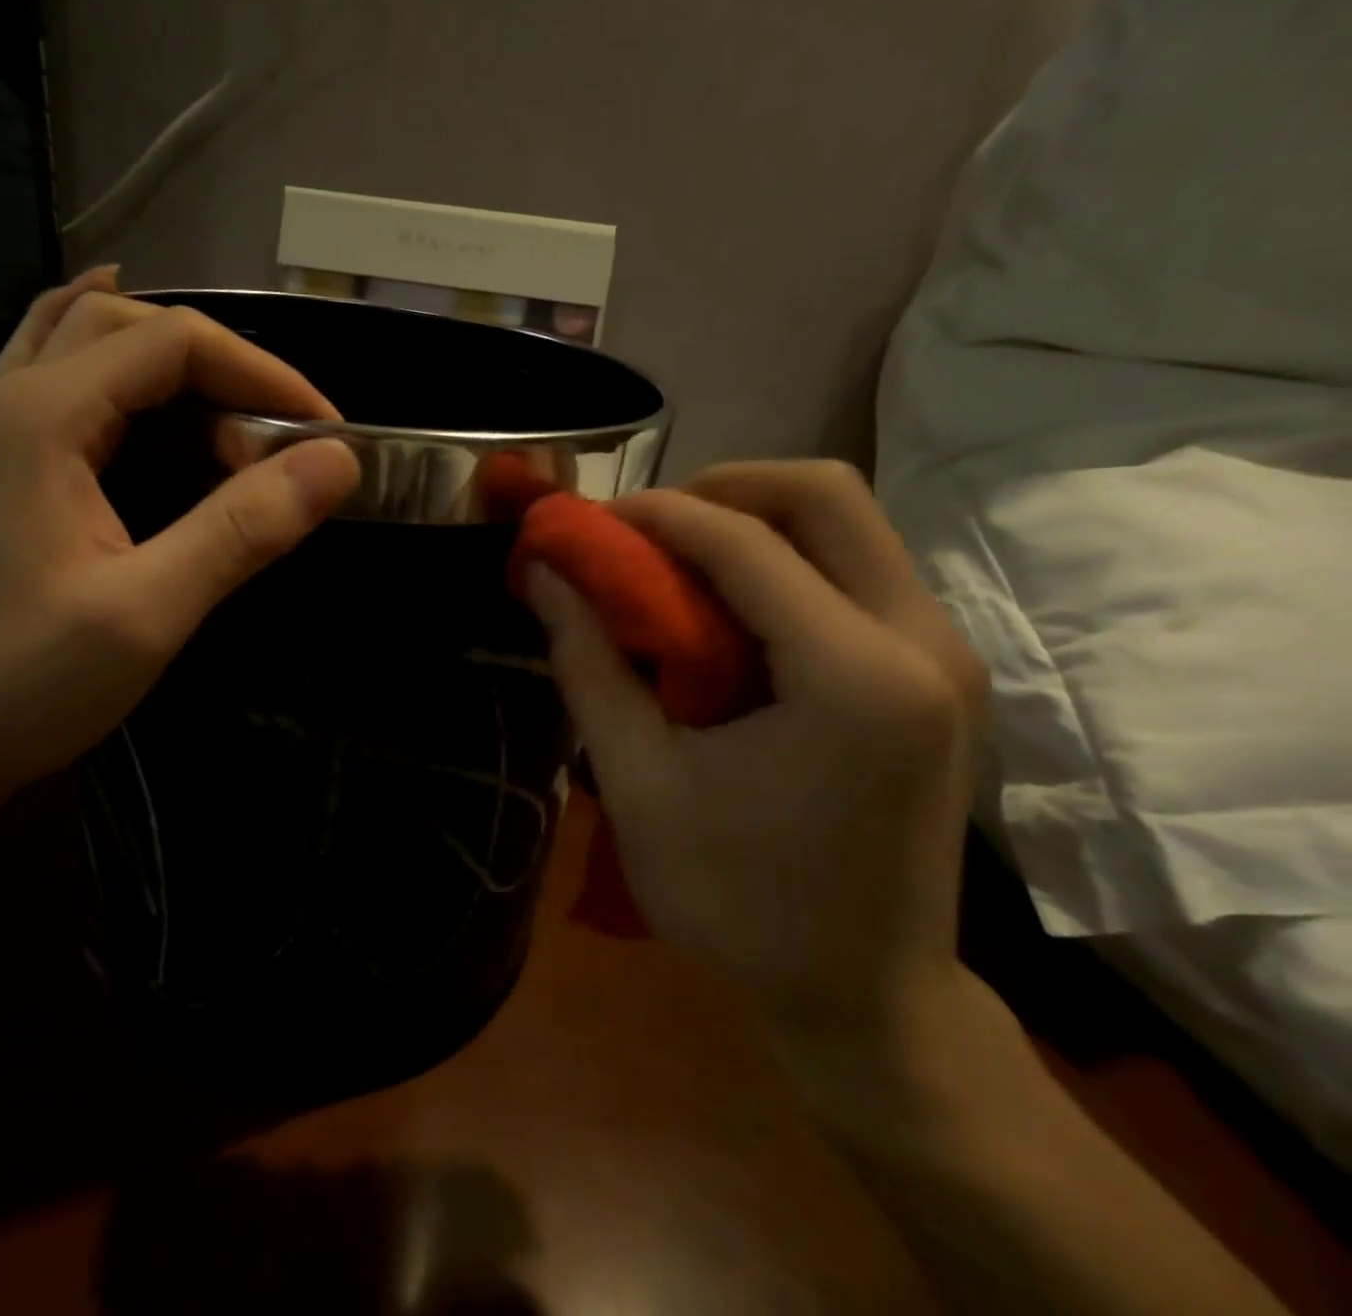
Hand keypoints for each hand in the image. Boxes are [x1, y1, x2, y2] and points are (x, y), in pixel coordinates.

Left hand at [0, 271, 359, 830]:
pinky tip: (127, 377)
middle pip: (127, 326)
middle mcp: (6, 399)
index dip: (262, 373)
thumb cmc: (22, 684)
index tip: (323, 433)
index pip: (173, 342)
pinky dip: (106, 362)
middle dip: (220, 366)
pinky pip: (51, 376)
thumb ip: (242, 529)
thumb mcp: (149, 611)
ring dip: (166, 357)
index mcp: (41, 416)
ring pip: (83, 340)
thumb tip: (336, 462)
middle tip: (276, 434)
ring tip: (228, 395)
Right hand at [526, 461, 988, 1042]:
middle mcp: (922, 643)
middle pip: (825, 494)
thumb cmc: (740, 904)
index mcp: (853, 676)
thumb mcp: (640, 783)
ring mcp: (947, 655)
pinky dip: (785, 563)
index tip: (589, 521)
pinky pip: (860, 571)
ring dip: (753, 524)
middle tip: (647, 533)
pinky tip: (730, 613)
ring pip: (849, 524)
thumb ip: (589, 663)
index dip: (654, 514)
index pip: (745, 541)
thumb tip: (543, 573)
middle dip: (720, 491)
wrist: (866, 1000)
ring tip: (677, 568)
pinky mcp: (942, 674)